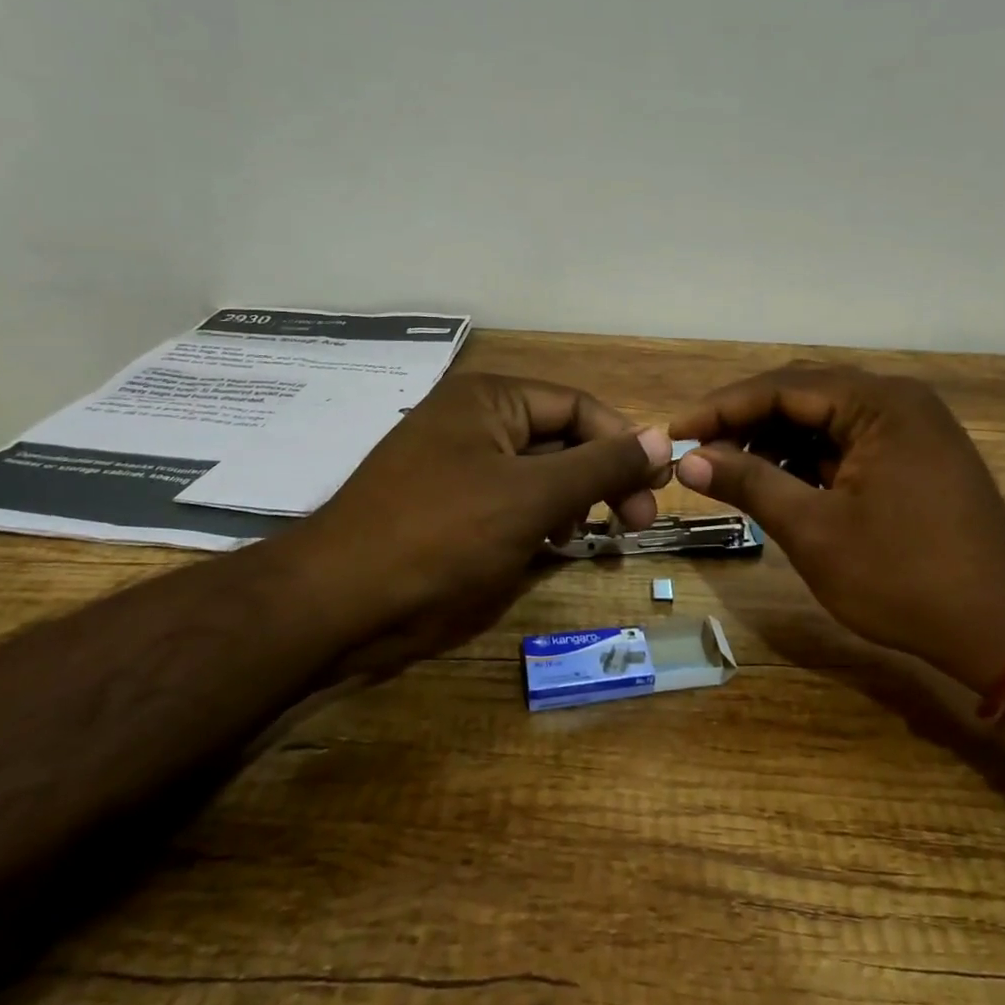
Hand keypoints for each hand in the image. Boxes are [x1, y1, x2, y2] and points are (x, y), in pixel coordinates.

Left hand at [284, 374, 672, 676]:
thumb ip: (602, 465)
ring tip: (591, 534)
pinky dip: (540, 520)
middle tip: (636, 521)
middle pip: (562, 439)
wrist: (339, 605)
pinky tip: (552, 545)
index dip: (624, 443)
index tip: (659, 487)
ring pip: (540, 474)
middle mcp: (475, 422)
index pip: (579, 407)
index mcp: (490, 399)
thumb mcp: (533, 497)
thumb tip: (665, 438)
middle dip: (602, 477)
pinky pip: (512, 502)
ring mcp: (459, 466)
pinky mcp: (451, 508)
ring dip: (574, 501)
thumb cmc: (442, 536)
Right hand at [671, 363, 1004, 691]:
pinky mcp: (915, 455)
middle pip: (803, 395)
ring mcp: (911, 427)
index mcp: (878, 403)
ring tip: (729, 471)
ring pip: (824, 419)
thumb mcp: (815, 530)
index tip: (675, 433)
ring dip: (774, 441)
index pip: (781, 387)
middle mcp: (897, 400)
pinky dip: (807, 459)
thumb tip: (690, 460)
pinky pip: (847, 442)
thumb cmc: (904, 577)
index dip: (721, 409)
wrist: (1004, 627)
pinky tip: (777, 482)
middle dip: (745, 422)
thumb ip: (750, 483)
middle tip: (697, 450)